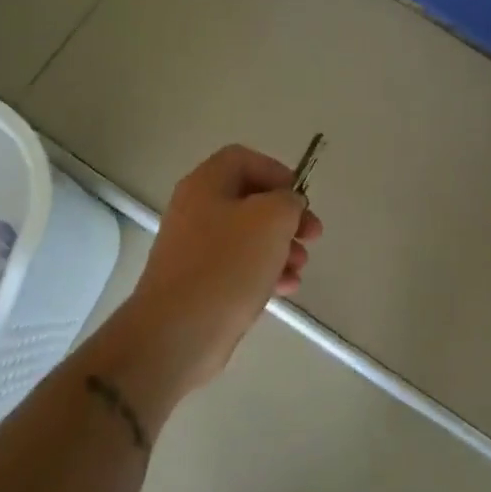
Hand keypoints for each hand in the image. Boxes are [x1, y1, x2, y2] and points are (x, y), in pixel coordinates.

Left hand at [126, 145, 322, 389]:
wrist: (178, 332)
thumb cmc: (227, 265)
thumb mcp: (271, 220)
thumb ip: (288, 201)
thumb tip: (286, 204)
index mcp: (205, 185)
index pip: (243, 159)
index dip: (276, 172)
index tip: (301, 198)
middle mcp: (196, 210)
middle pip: (249, 200)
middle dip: (286, 216)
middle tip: (312, 236)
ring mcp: (195, 249)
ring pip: (248, 236)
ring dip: (281, 247)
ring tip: (300, 267)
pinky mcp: (200, 282)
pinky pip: (238, 267)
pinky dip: (265, 272)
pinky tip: (286, 288)